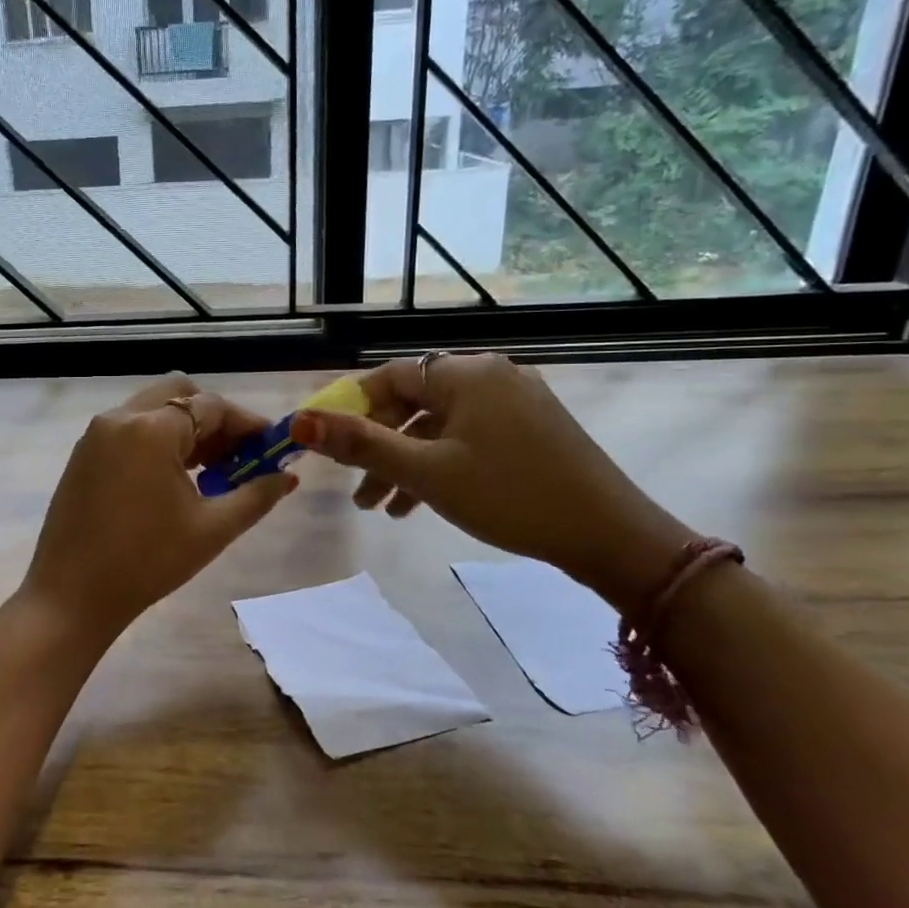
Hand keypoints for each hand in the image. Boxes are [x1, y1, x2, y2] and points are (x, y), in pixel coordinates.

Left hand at [20, 375, 297, 643]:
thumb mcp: (211, 530)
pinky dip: (157, 440)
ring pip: (152, 410)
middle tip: (237, 456)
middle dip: (214, 419)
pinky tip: (172, 479)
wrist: (71, 596)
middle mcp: (120, 418)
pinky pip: (129, 429)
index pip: (212, 406)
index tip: (271, 448)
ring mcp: (95, 434)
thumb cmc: (147, 562)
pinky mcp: (83, 454)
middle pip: (179, 395)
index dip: (247, 424)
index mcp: (151, 429)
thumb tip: (287, 477)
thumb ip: (255, 496)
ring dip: (185, 429)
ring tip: (211, 472)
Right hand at [288, 354, 689, 612]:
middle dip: (378, 447)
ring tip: (382, 509)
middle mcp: (490, 375)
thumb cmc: (509, 495)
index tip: (327, 446)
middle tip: (355, 490)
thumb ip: (360, 444)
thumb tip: (299, 421)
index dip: (351, 409)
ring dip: (405, 463)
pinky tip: (420, 504)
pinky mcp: (531, 428)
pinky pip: (468, 437)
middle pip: (412, 402)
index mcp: (464, 374)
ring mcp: (515, 401)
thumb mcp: (426, 472)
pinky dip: (439, 465)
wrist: (609, 534)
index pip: (388, 377)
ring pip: (439, 426)